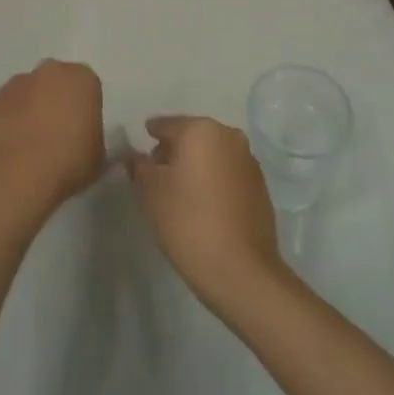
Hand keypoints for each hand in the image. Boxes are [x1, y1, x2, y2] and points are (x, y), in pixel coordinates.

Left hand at [0, 59, 106, 222]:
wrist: (18, 174)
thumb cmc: (69, 162)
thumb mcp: (99, 156)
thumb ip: (93, 138)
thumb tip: (83, 140)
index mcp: (82, 79)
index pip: (88, 88)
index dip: (85, 110)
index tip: (82, 132)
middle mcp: (50, 71)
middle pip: (56, 82)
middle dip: (57, 101)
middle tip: (58, 134)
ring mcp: (18, 83)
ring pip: (29, 92)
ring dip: (31, 108)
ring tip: (31, 144)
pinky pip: (7, 107)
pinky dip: (10, 120)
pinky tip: (12, 146)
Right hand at [127, 115, 287, 311]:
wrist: (240, 270)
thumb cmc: (188, 222)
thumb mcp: (150, 193)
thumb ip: (138, 166)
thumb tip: (133, 156)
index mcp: (201, 129)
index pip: (166, 125)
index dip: (149, 137)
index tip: (140, 151)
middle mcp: (228, 135)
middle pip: (192, 136)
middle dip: (174, 150)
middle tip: (156, 173)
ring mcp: (248, 159)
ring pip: (212, 153)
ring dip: (196, 165)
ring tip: (179, 191)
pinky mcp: (260, 184)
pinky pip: (228, 172)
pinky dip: (214, 179)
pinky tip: (203, 203)